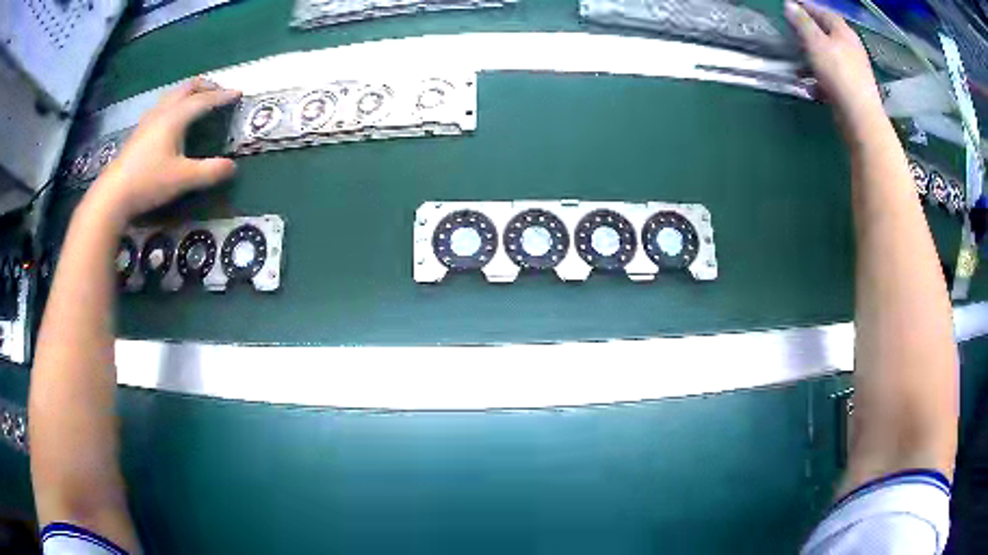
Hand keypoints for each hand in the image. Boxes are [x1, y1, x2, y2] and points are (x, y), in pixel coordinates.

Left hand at [90, 77, 241, 223]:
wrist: (113, 194)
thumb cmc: (148, 182)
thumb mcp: (183, 179)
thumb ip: (209, 172)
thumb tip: (233, 167)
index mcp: (175, 117)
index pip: (204, 100)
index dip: (222, 96)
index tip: (238, 93)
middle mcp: (163, 112)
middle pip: (187, 88)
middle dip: (205, 86)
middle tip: (218, 92)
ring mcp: (149, 120)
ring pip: (173, 94)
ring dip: (189, 92)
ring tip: (198, 99)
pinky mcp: (140, 131)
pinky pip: (163, 105)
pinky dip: (176, 102)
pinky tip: (173, 117)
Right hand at [784, 0, 883, 123]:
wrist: (861, 118)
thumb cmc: (839, 75)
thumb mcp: (815, 43)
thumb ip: (802, 23)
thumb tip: (789, 5)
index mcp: (844, 32)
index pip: (824, 12)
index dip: (808, 7)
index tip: (792, 6)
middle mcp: (852, 48)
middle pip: (829, 34)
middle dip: (811, 32)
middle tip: (793, 32)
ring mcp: (855, 71)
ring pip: (831, 56)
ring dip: (814, 56)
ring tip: (798, 61)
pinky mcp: (853, 91)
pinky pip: (833, 77)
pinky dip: (821, 77)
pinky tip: (811, 85)